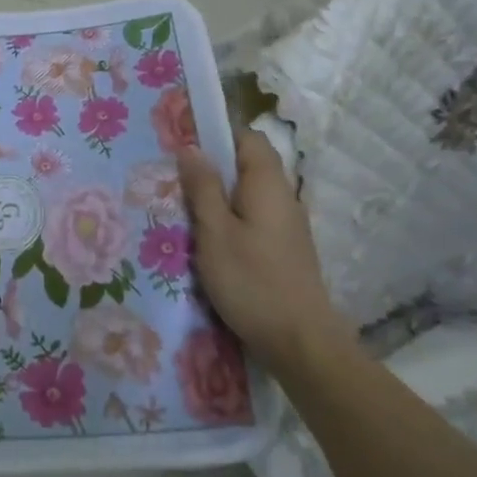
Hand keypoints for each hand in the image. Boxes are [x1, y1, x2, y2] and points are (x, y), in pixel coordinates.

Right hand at [177, 128, 349, 377]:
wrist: (300, 341)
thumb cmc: (251, 281)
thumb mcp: (214, 231)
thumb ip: (203, 187)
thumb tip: (191, 146)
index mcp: (267, 182)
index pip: (247, 137)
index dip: (217, 135)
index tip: (183, 146)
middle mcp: (283, 195)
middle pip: (248, 164)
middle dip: (213, 167)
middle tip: (176, 180)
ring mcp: (287, 223)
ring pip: (250, 192)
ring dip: (220, 195)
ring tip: (186, 210)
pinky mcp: (285, 247)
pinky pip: (255, 216)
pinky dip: (232, 217)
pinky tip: (210, 239)